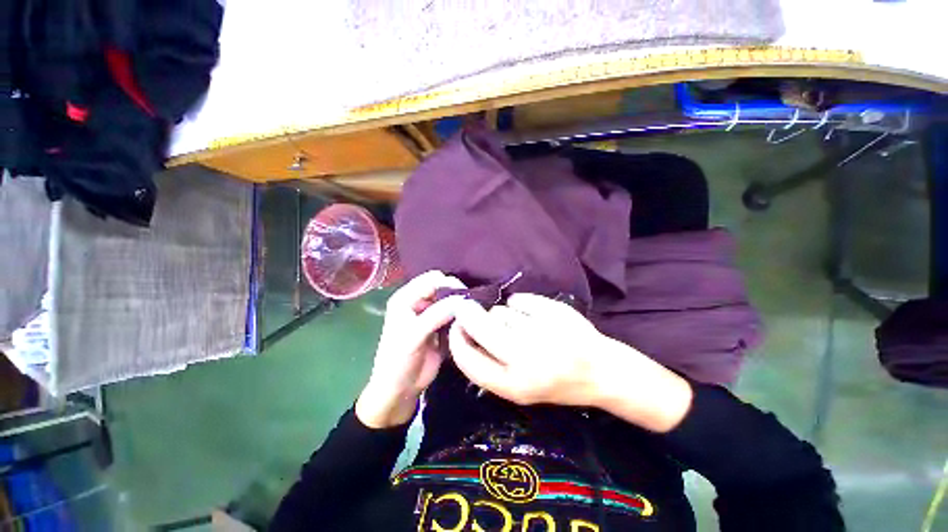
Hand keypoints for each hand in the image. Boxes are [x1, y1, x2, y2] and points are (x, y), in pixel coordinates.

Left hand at [355, 271, 464, 428]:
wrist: (400, 390)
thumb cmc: (399, 361)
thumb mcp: (413, 336)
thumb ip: (435, 315)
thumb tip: (462, 300)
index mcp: (406, 298)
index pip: (431, 279)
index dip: (448, 284)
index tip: (465, 297)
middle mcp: (419, 302)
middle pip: (443, 287)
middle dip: (457, 294)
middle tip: (471, 306)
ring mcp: (430, 314)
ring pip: (451, 301)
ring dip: (461, 306)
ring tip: (473, 314)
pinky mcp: (440, 326)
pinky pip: (455, 315)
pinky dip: (462, 317)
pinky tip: (470, 323)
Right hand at [449, 293, 692, 432]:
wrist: (602, 371)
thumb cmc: (557, 382)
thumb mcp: (520, 387)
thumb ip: (490, 364)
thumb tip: (465, 331)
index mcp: (515, 386)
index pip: (469, 361)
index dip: (456, 341)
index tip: (455, 327)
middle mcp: (526, 360)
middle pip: (481, 327)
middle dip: (468, 314)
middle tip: (466, 307)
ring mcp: (542, 333)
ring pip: (501, 312)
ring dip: (502, 315)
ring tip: (520, 325)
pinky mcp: (553, 312)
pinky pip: (519, 300)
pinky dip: (520, 304)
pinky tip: (534, 314)